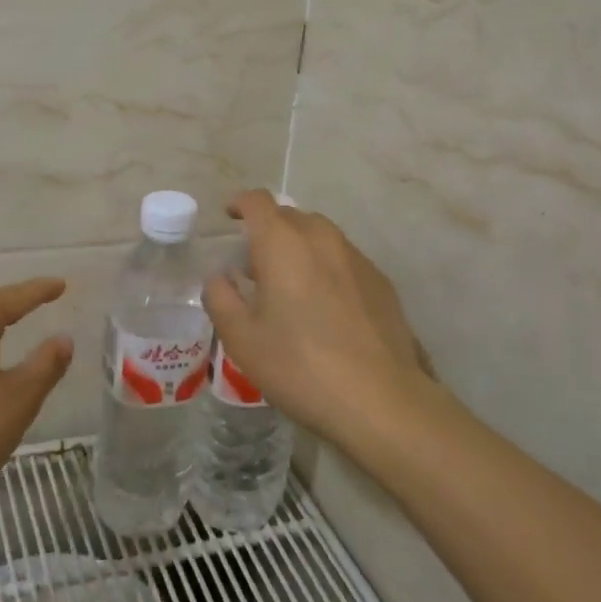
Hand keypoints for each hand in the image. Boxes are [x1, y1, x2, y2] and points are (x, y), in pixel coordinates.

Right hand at [204, 190, 439, 453]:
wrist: (381, 400)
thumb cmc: (300, 366)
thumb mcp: (242, 339)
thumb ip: (221, 299)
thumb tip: (219, 278)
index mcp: (282, 243)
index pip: (257, 202)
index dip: (239, 204)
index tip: (229, 218)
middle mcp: (321, 238)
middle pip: (290, 216)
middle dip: (268, 230)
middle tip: (254, 265)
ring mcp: (356, 258)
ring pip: (320, 236)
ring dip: (299, 248)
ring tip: (290, 285)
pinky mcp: (381, 281)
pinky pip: (344, 260)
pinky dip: (326, 268)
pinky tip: (325, 307)